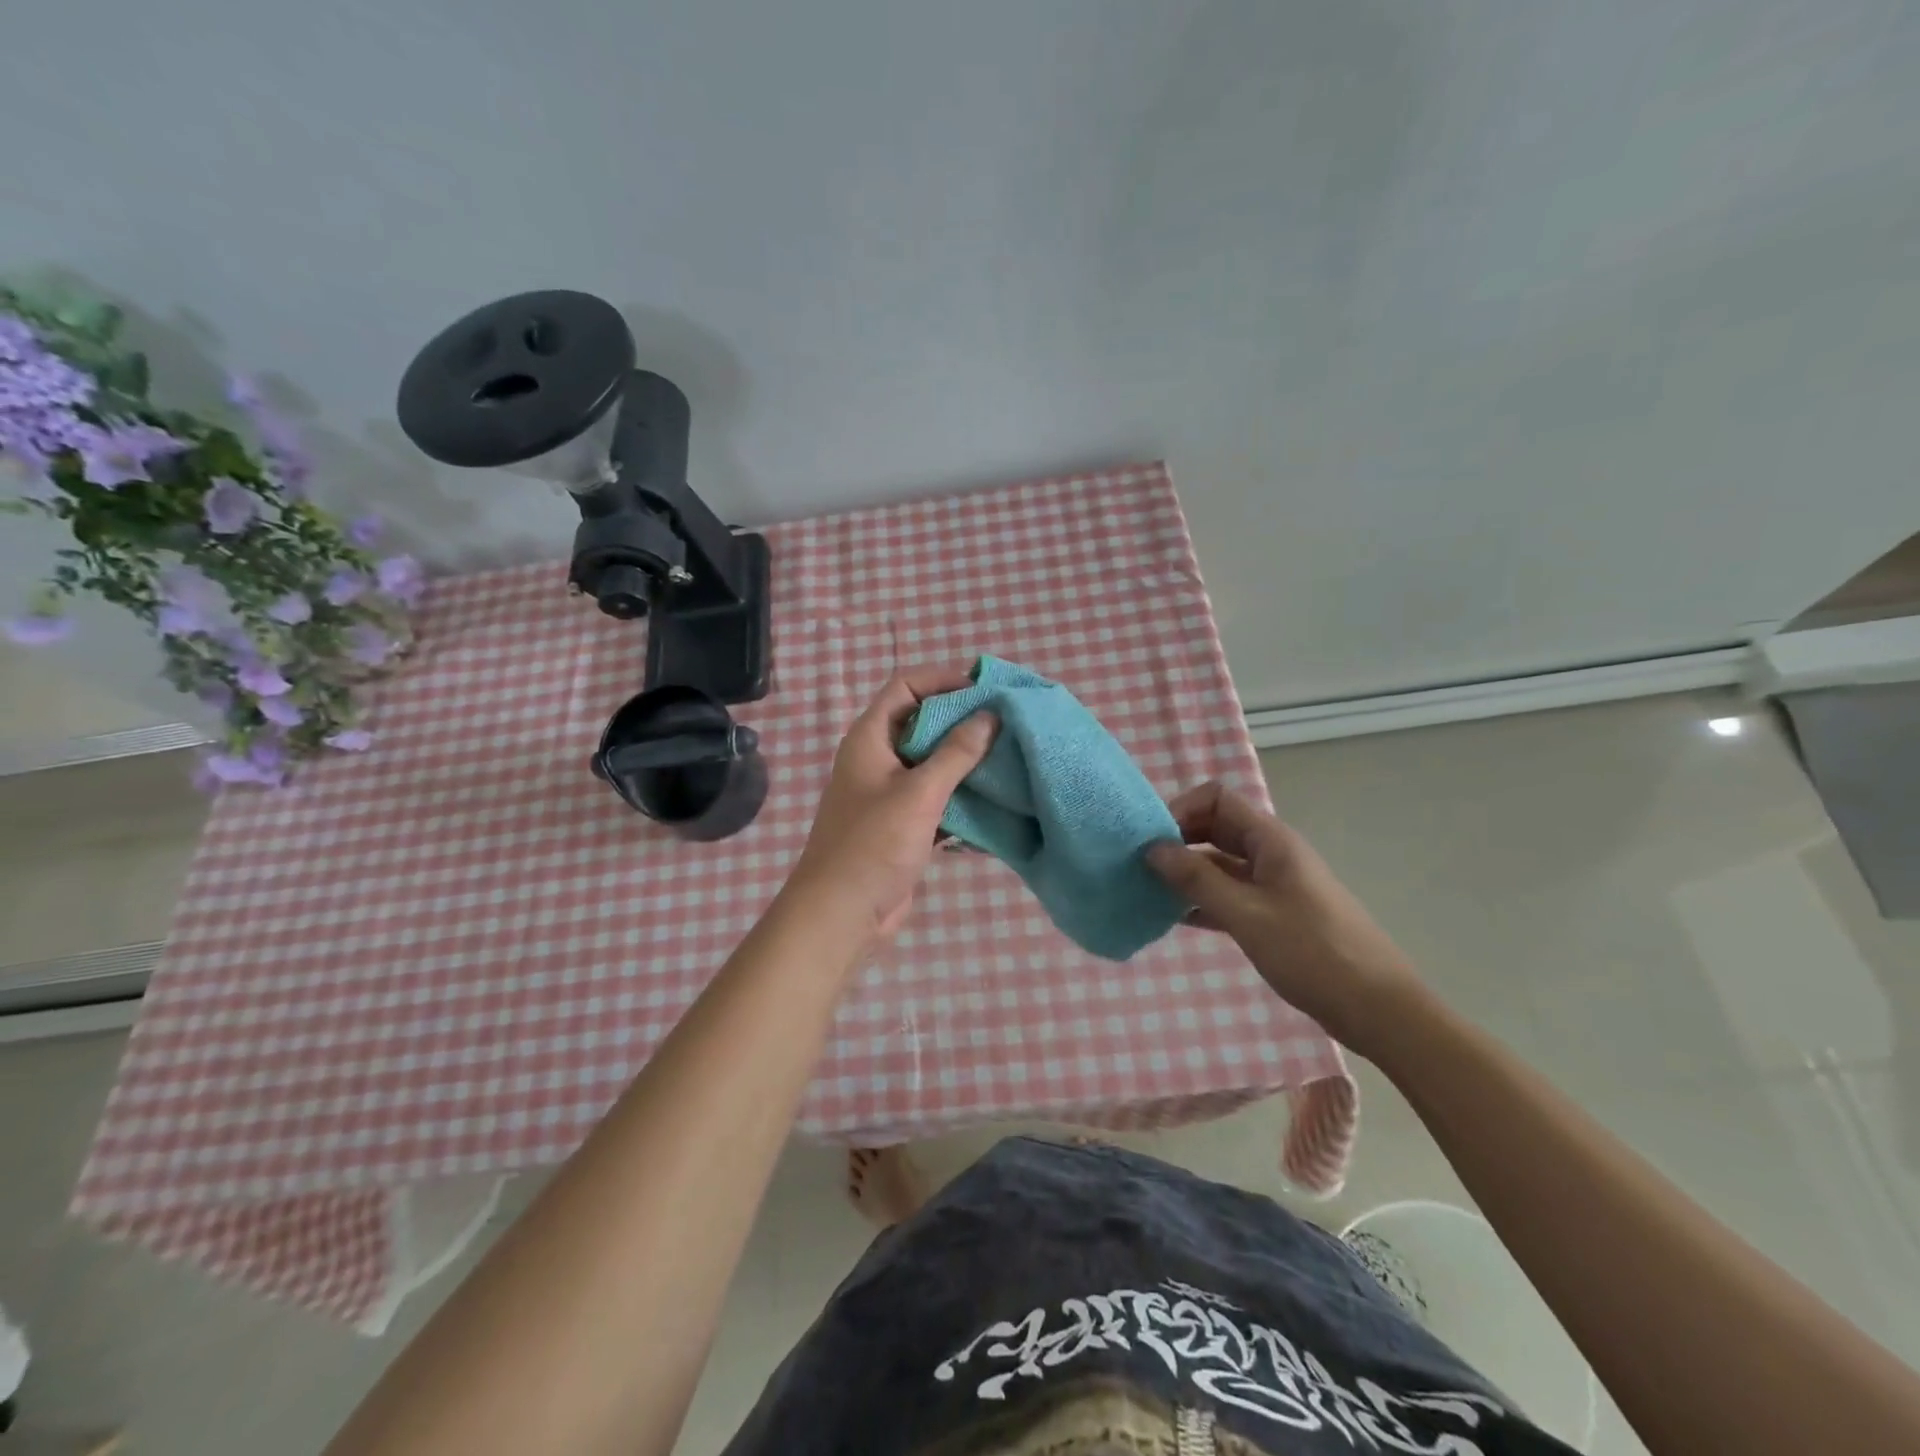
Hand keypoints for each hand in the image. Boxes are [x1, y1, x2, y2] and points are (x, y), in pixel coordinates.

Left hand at [786, 667, 997, 944]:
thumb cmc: (874, 844)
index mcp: (869, 739)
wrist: (841, 914)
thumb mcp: (919, 793)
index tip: (983, 688)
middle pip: (921, 723)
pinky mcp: (902, 824)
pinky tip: (994, 799)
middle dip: (961, 720)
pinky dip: (960, 795)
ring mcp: (888, 793)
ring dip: (965, 760)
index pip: (905, 687)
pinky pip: (935, 798)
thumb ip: (956, 753)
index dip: (941, 679)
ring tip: (1008, 756)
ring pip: (931, 763)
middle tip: (1006, 721)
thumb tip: (990, 716)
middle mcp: (877, 759)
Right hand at [1146, 782, 1423, 1059]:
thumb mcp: (1246, 914)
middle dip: (1177, 839)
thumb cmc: (1312, 953)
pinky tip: (1171, 916)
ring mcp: (1272, 885)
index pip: (1217, 799)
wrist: (1377, 1009)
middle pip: (1214, 828)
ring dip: (1185, 872)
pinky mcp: (1272, 914)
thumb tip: (1152, 848)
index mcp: (1270, 840)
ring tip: (1146, 889)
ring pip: (1218, 864)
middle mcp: (1270, 854)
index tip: (1150, 838)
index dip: (1181, 809)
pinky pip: (1227, 894)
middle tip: (1139, 863)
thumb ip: (1197, 879)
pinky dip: (1200, 900)